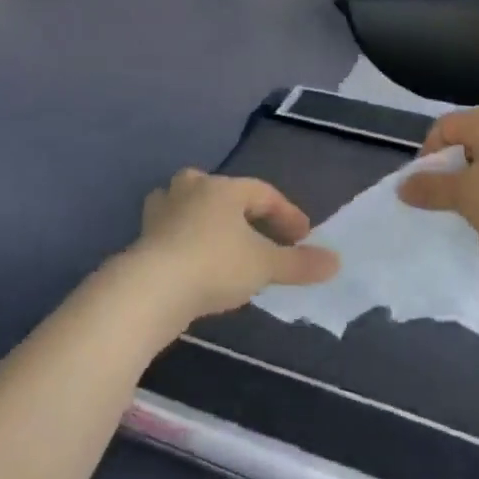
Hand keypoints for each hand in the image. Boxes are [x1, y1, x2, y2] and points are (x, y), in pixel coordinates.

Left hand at [128, 170, 338, 327]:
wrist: (150, 290)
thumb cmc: (215, 265)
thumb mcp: (265, 265)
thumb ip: (300, 263)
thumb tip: (336, 262)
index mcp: (222, 188)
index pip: (263, 193)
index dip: (287, 214)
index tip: (303, 237)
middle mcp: (190, 190)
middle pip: (220, 191)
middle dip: (242, 209)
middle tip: (260, 233)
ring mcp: (161, 213)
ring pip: (190, 207)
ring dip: (210, 223)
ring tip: (226, 246)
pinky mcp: (143, 240)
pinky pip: (174, 233)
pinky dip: (189, 243)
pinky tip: (197, 266)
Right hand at [398, 102, 478, 268]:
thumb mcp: (465, 196)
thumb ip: (431, 188)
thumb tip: (403, 185)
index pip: (443, 128)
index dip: (426, 158)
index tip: (425, 192)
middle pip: (468, 142)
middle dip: (452, 173)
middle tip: (447, 204)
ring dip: (477, 185)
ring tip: (476, 215)